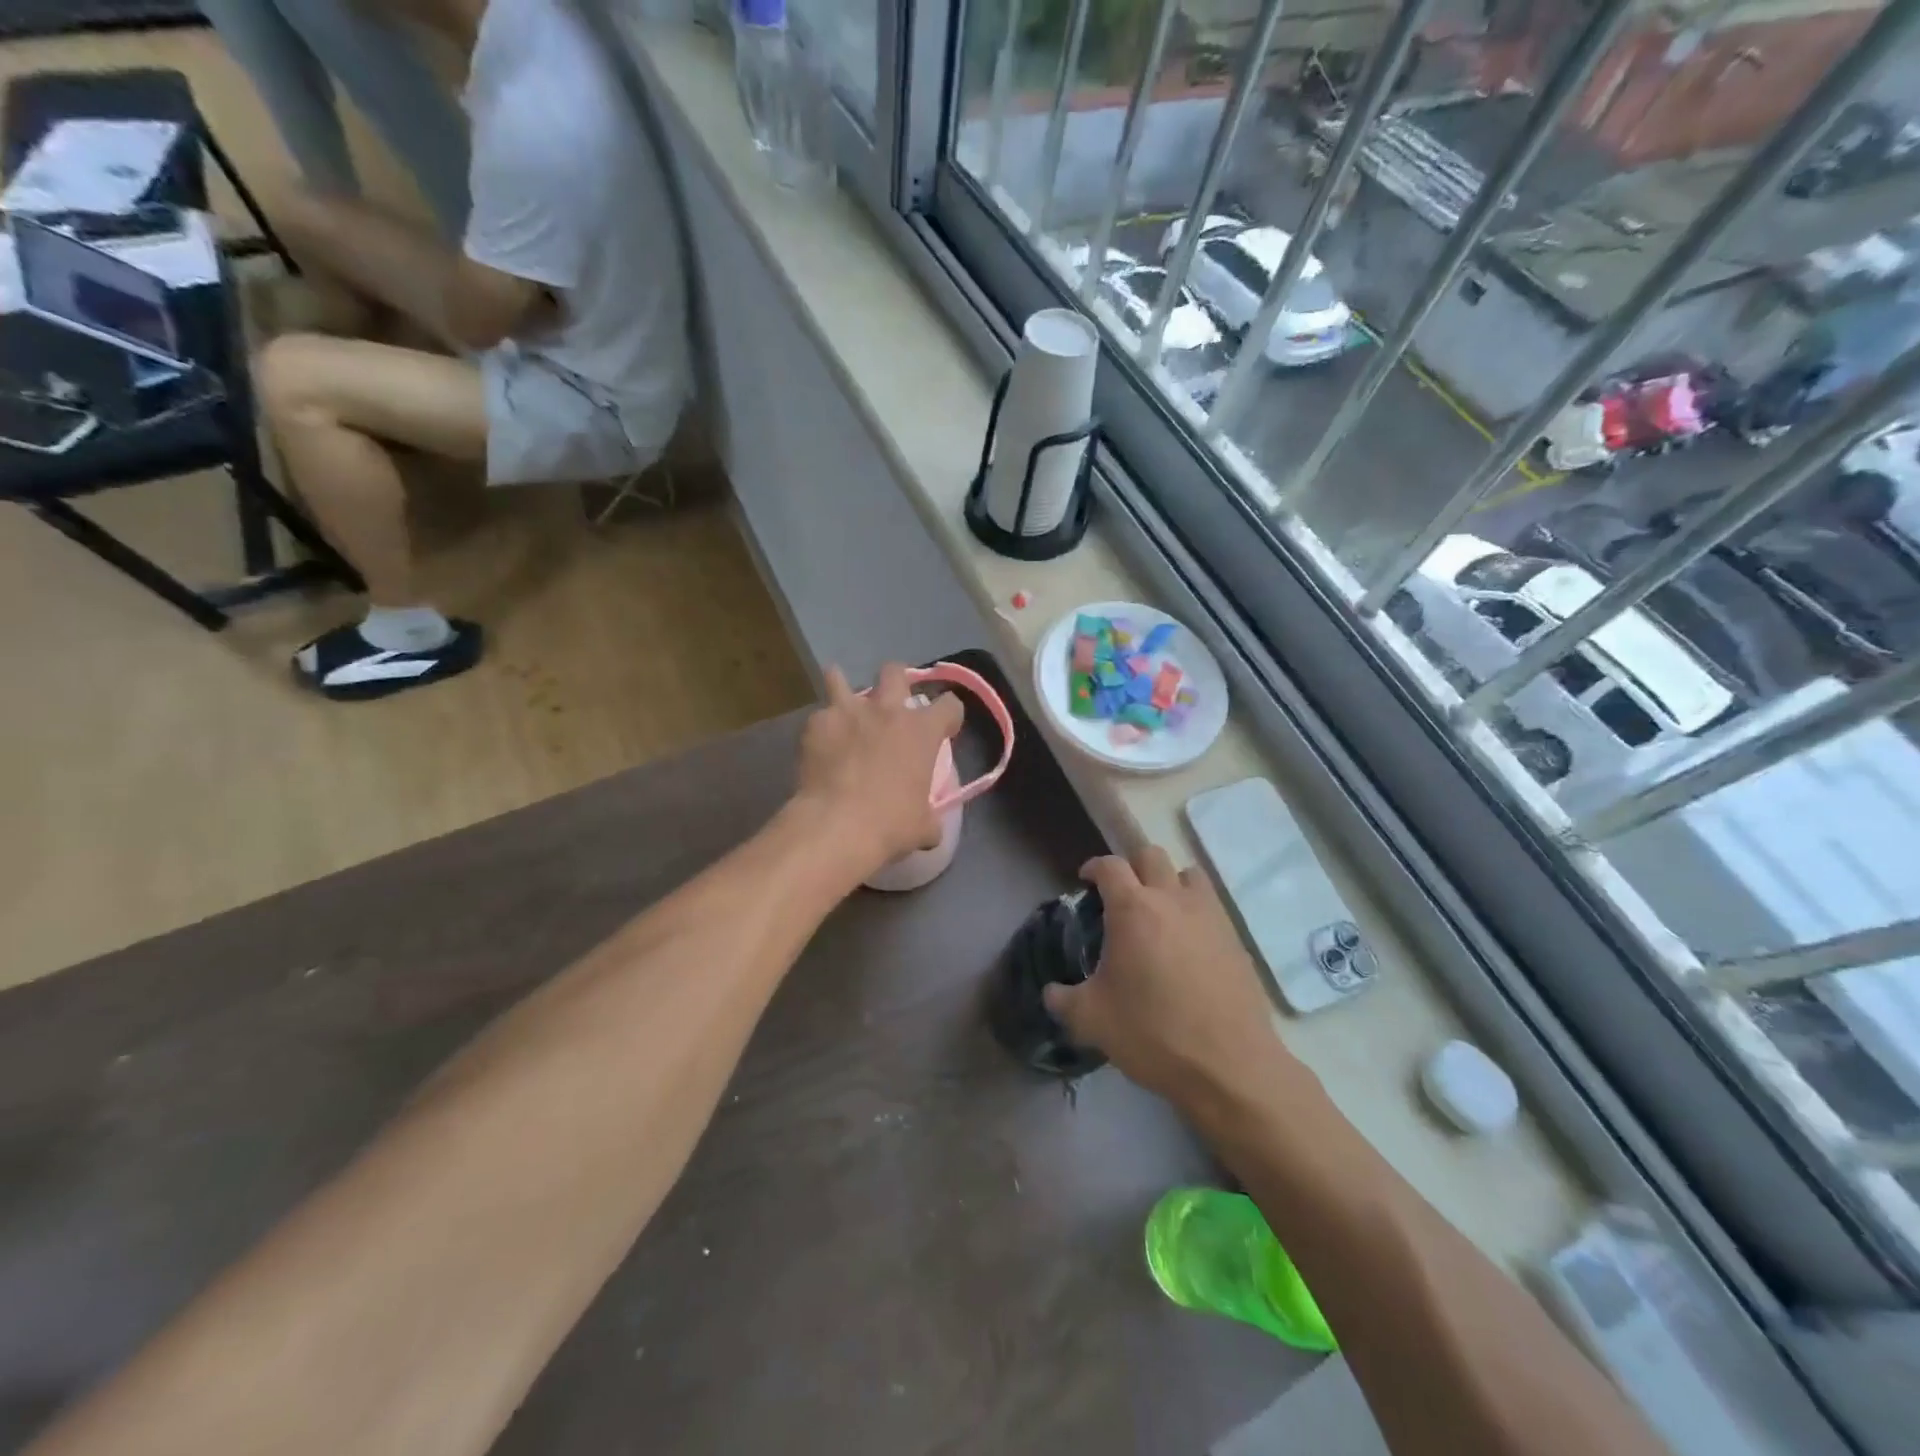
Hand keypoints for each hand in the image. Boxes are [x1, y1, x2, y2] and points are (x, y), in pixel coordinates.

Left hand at [790, 664, 964, 880]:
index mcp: (922, 731)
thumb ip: (931, 817)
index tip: (944, 729)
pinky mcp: (816, 723)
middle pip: (895, 672)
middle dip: (895, 681)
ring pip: (840, 678)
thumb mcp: (924, 826)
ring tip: (843, 705)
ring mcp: (848, 712)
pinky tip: (819, 744)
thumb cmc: (890, 825)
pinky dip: (822, 727)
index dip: (949, 715)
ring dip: (843, 687)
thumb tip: (931, 826)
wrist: (836, 826)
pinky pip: (820, 716)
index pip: (950, 705)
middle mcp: (887, 711)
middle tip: (892, 703)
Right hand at [1044, 847, 1305, 1111]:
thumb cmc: (1152, 1034)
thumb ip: (1063, 1000)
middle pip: (1151, 855)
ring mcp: (1209, 916)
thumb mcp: (1091, 1020)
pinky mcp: (1235, 938)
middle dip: (1132, 866)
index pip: (1110, 866)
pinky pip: (1211, 906)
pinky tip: (1187, 946)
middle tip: (1121, 895)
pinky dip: (1194, 911)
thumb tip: (1051, 992)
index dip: (1093, 867)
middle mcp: (1172, 900)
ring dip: (1169, 882)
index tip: (1085, 881)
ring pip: (1188, 874)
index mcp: (1132, 910)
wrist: (1228, 1065)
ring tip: (1159, 912)